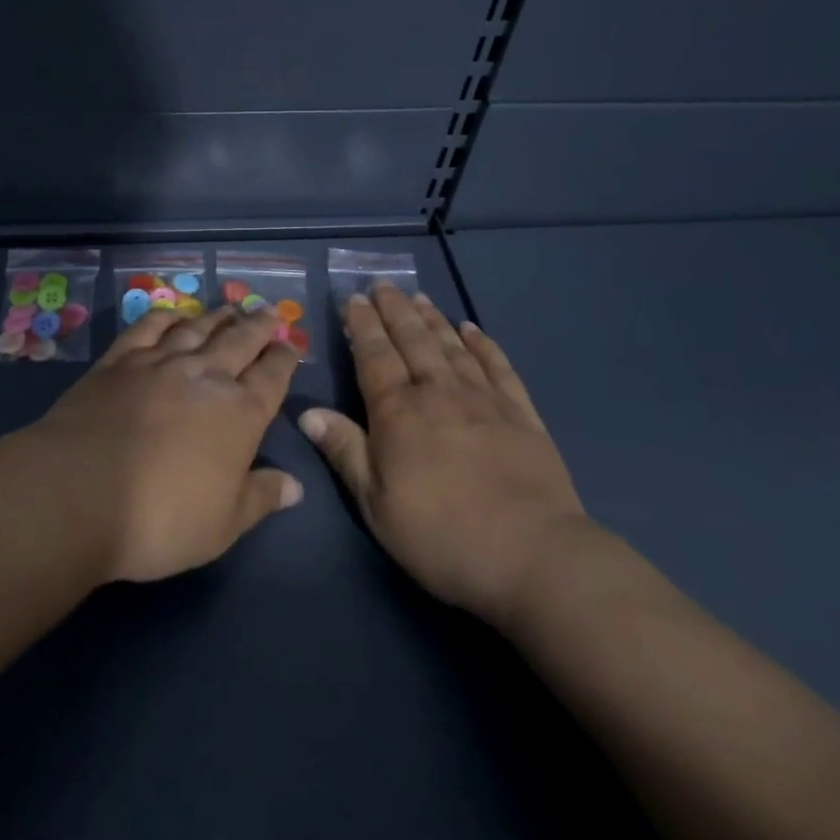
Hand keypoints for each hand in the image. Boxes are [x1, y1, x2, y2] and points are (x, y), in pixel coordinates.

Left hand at [30, 305, 303, 583]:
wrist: (79, 493)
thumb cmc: (161, 518)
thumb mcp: (223, 525)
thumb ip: (261, 498)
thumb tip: (296, 486)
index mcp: (240, 413)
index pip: (272, 376)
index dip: (284, 359)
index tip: (290, 345)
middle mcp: (206, 376)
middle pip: (239, 341)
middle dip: (257, 326)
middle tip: (268, 311)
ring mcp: (160, 363)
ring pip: (197, 329)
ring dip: (217, 317)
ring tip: (229, 308)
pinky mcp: (118, 361)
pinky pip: (148, 328)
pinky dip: (165, 318)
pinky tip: (173, 316)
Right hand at [299, 284, 586, 630]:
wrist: (532, 555)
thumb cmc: (440, 535)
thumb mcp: (376, 503)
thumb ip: (344, 451)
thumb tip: (307, 411)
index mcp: (399, 413)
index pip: (374, 356)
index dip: (362, 326)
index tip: (354, 299)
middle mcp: (438, 392)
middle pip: (413, 340)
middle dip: (394, 310)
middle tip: (383, 285)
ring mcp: (484, 399)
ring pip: (451, 346)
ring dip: (433, 319)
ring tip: (419, 297)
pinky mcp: (521, 413)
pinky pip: (498, 366)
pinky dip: (483, 344)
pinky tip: (472, 329)